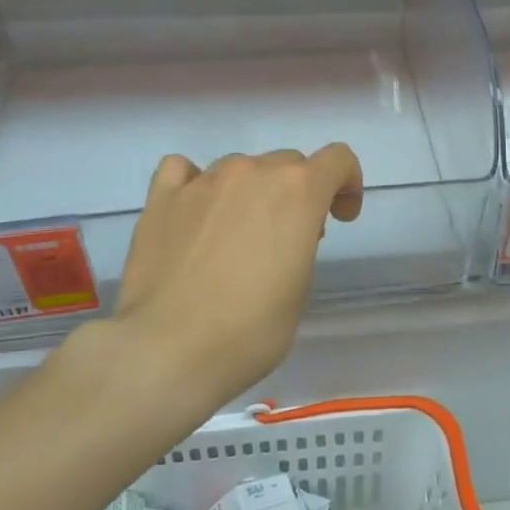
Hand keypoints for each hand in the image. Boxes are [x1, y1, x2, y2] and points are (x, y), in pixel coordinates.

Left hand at [92, 146, 363, 399]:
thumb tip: (280, 235)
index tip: (340, 217)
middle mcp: (252, 173)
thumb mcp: (300, 288)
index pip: (338, 159)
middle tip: (288, 239)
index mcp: (298, 191)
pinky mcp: (162, 198)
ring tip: (236, 236)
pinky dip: (196, 183)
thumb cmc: (250, 329)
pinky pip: (184, 170)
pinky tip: (195, 212)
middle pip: (288, 163)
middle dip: (297, 194)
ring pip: (240, 168)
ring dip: (250, 192)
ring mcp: (204, 181)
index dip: (347, 184)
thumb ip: (301, 243)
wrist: (168, 350)